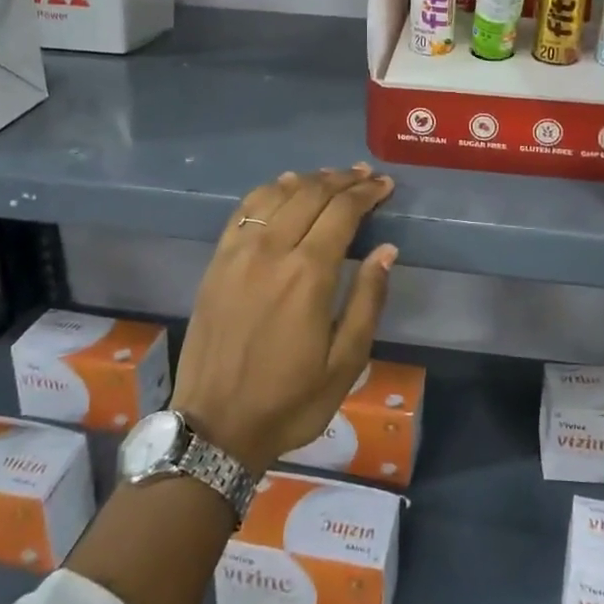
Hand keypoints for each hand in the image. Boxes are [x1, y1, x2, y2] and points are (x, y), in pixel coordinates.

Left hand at [171, 165, 396, 475]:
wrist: (215, 426)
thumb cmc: (290, 401)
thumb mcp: (345, 363)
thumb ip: (367, 300)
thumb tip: (387, 250)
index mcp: (307, 275)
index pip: (342, 212)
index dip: (366, 193)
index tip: (385, 185)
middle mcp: (271, 251)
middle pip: (311, 194)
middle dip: (343, 180)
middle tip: (366, 176)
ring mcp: (238, 253)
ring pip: (277, 194)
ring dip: (309, 179)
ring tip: (333, 178)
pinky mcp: (217, 261)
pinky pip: (245, 209)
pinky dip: (270, 190)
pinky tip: (285, 187)